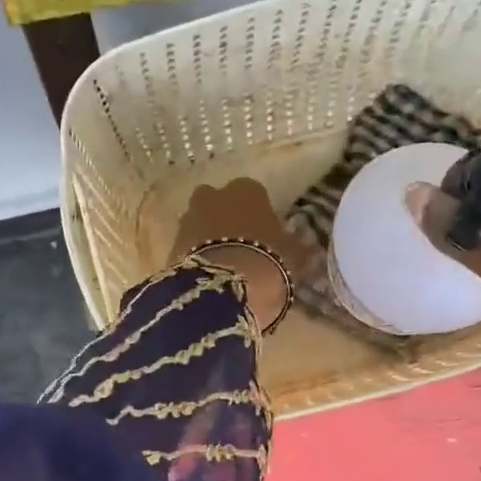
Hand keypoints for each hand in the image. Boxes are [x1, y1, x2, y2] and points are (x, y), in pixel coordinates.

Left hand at [169, 180, 298, 334]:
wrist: (223, 289)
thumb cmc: (268, 264)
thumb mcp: (293, 258)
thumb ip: (298, 248)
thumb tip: (309, 246)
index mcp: (248, 190)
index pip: (254, 196)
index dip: (257, 217)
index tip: (264, 238)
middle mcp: (214, 195)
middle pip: (219, 204)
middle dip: (226, 221)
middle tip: (239, 249)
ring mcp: (188, 218)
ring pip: (200, 223)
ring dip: (207, 238)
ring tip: (221, 267)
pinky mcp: (170, 244)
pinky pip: (187, 246)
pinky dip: (194, 257)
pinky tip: (205, 277)